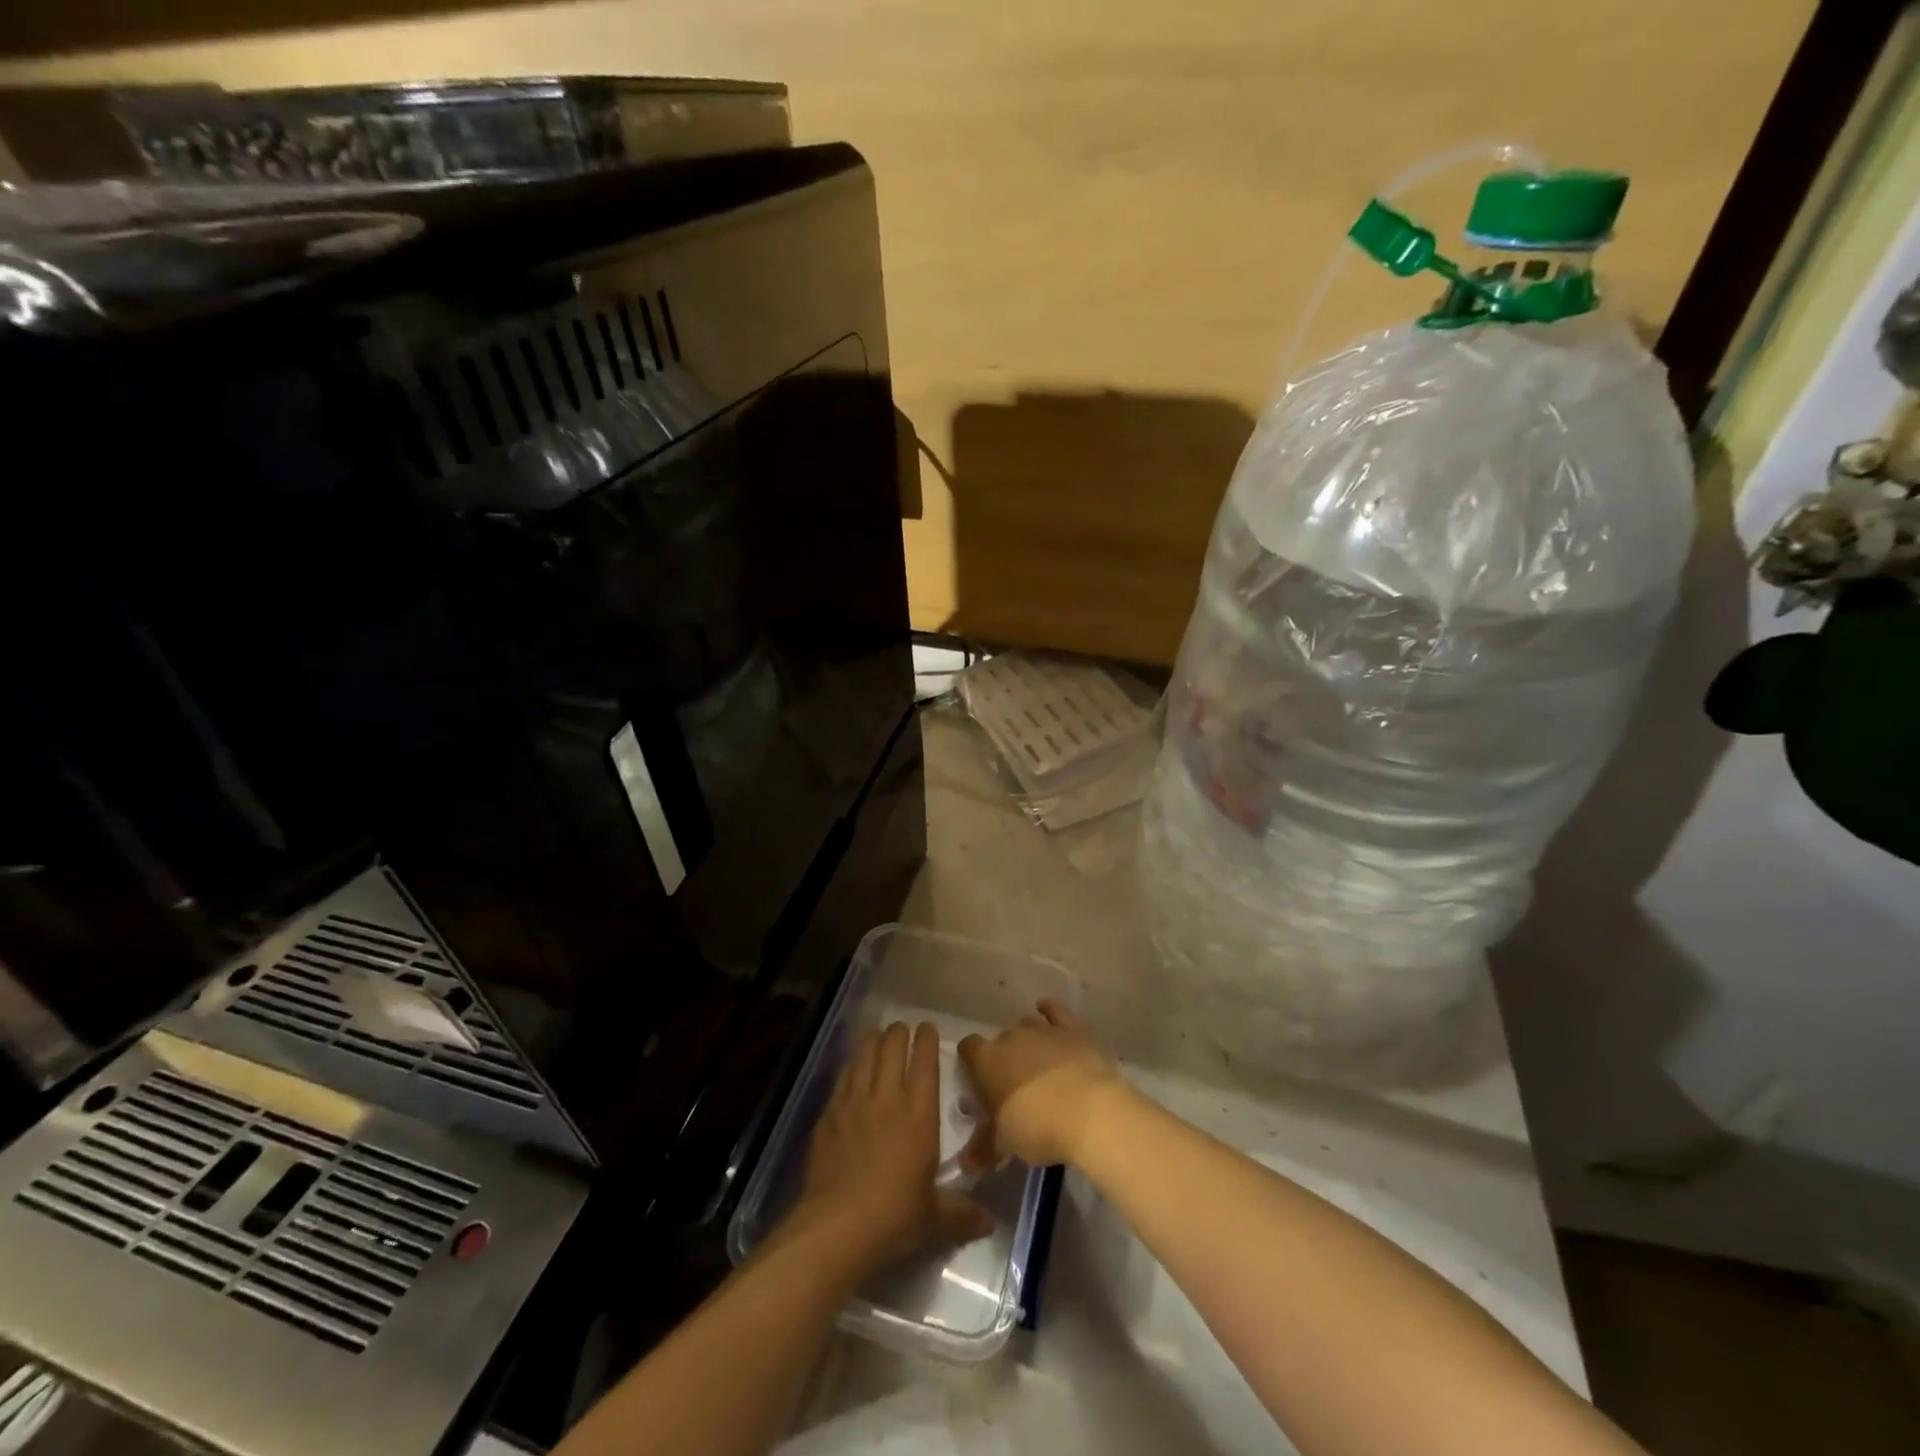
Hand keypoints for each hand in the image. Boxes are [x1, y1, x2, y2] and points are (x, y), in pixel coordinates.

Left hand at [788, 1021, 990, 1266]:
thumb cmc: (893, 1217)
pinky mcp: (829, 1113)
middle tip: (903, 1030)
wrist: (836, 1227)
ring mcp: (854, 1102)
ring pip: (864, 1053)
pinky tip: (853, 1067)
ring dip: (874, 1040)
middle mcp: (887, 1097)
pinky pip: (842, 1076)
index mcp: (919, 1114)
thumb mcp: (934, 1217)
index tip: (928, 1027)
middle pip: (892, 1047)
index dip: (926, 1039)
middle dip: (899, 1033)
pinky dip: (851, 1064)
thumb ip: (962, 1213)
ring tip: (879, 1037)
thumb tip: (990, 1224)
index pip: (925, 1061)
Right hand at [958, 999, 1128, 1167]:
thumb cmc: (1037, 1127)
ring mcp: (1043, 1030)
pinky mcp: (1073, 1029)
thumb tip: (965, 1163)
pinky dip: (1050, 1011)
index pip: (968, 1048)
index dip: (971, 1062)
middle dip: (1004, 1058)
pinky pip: (1056, 1012)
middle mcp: (1012, 1037)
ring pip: (1027, 1026)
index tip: (977, 1081)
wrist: (1090, 1111)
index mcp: (987, 1060)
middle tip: (1013, 1087)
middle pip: (1000, 1041)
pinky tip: (1046, 1010)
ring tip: (1036, 1065)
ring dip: (1028, 1042)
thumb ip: (982, 1148)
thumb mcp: (1004, 1143)